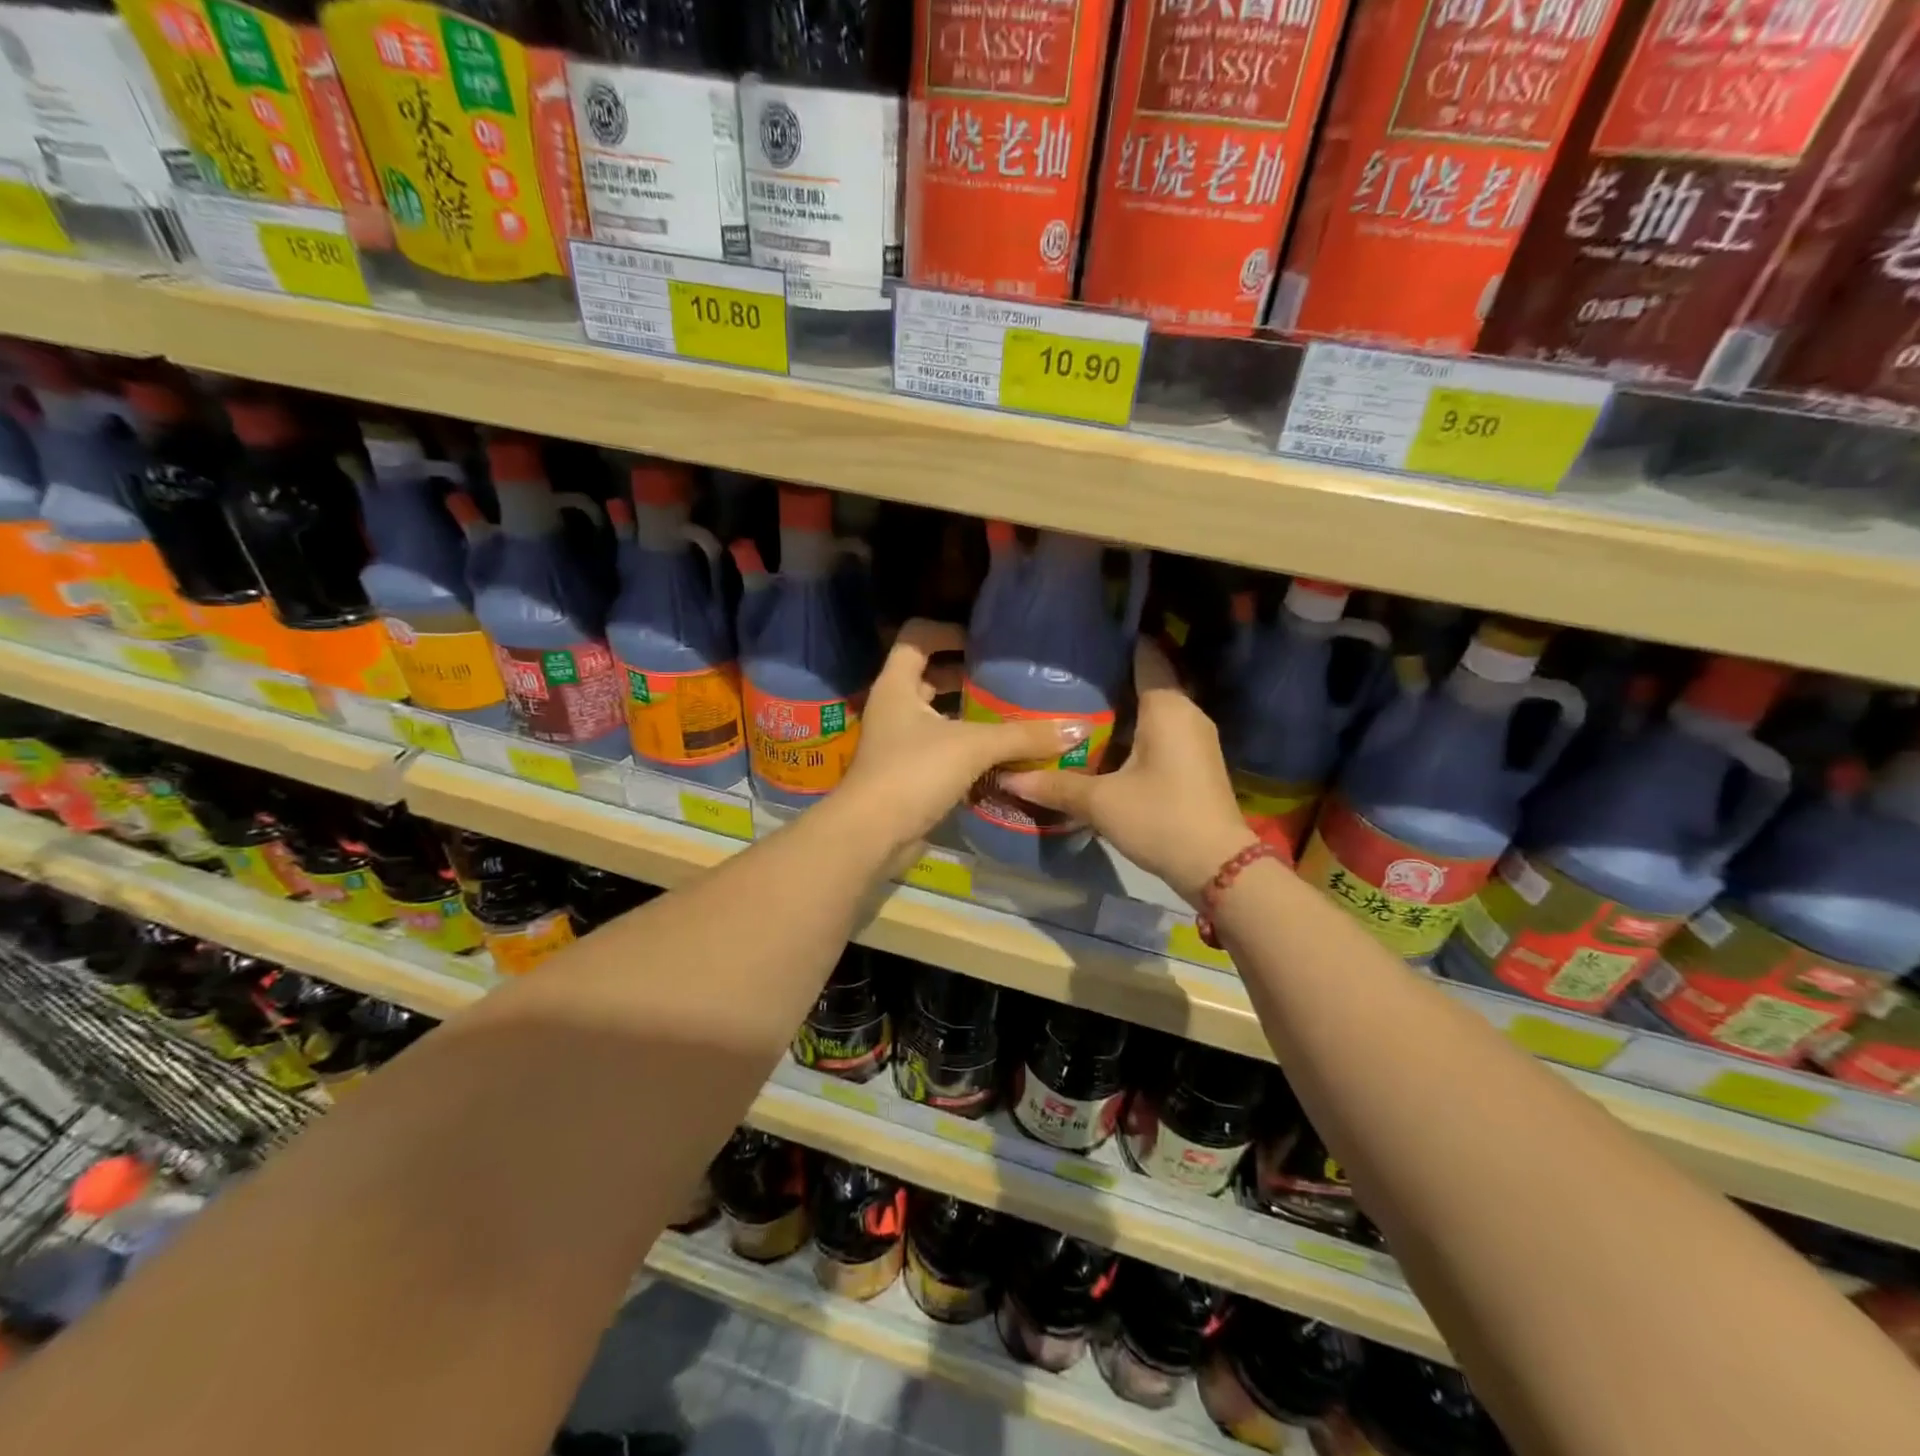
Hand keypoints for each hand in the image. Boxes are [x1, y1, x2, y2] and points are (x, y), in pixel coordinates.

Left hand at [837, 619, 1087, 859]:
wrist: (872, 835)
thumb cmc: (914, 773)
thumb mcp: (973, 747)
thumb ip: (1023, 735)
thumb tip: (1078, 728)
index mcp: (897, 685)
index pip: (917, 637)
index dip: (948, 632)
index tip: (984, 642)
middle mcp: (894, 708)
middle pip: (930, 676)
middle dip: (967, 675)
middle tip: (1008, 679)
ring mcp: (899, 743)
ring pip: (938, 716)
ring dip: (971, 715)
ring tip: (1013, 714)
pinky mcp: (909, 774)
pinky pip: (943, 749)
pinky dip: (968, 748)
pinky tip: (1001, 755)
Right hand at [1003, 641, 1256, 903]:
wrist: (1219, 866)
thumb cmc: (1160, 819)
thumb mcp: (1101, 803)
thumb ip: (1054, 785)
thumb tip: (1008, 777)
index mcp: (1167, 707)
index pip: (1143, 654)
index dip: (1115, 642)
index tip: (1082, 637)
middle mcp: (1186, 712)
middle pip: (1145, 681)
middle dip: (1108, 678)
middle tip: (1065, 677)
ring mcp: (1194, 737)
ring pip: (1152, 709)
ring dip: (1120, 708)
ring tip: (1075, 706)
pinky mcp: (1195, 761)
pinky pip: (1160, 731)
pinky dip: (1133, 730)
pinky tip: (1102, 742)